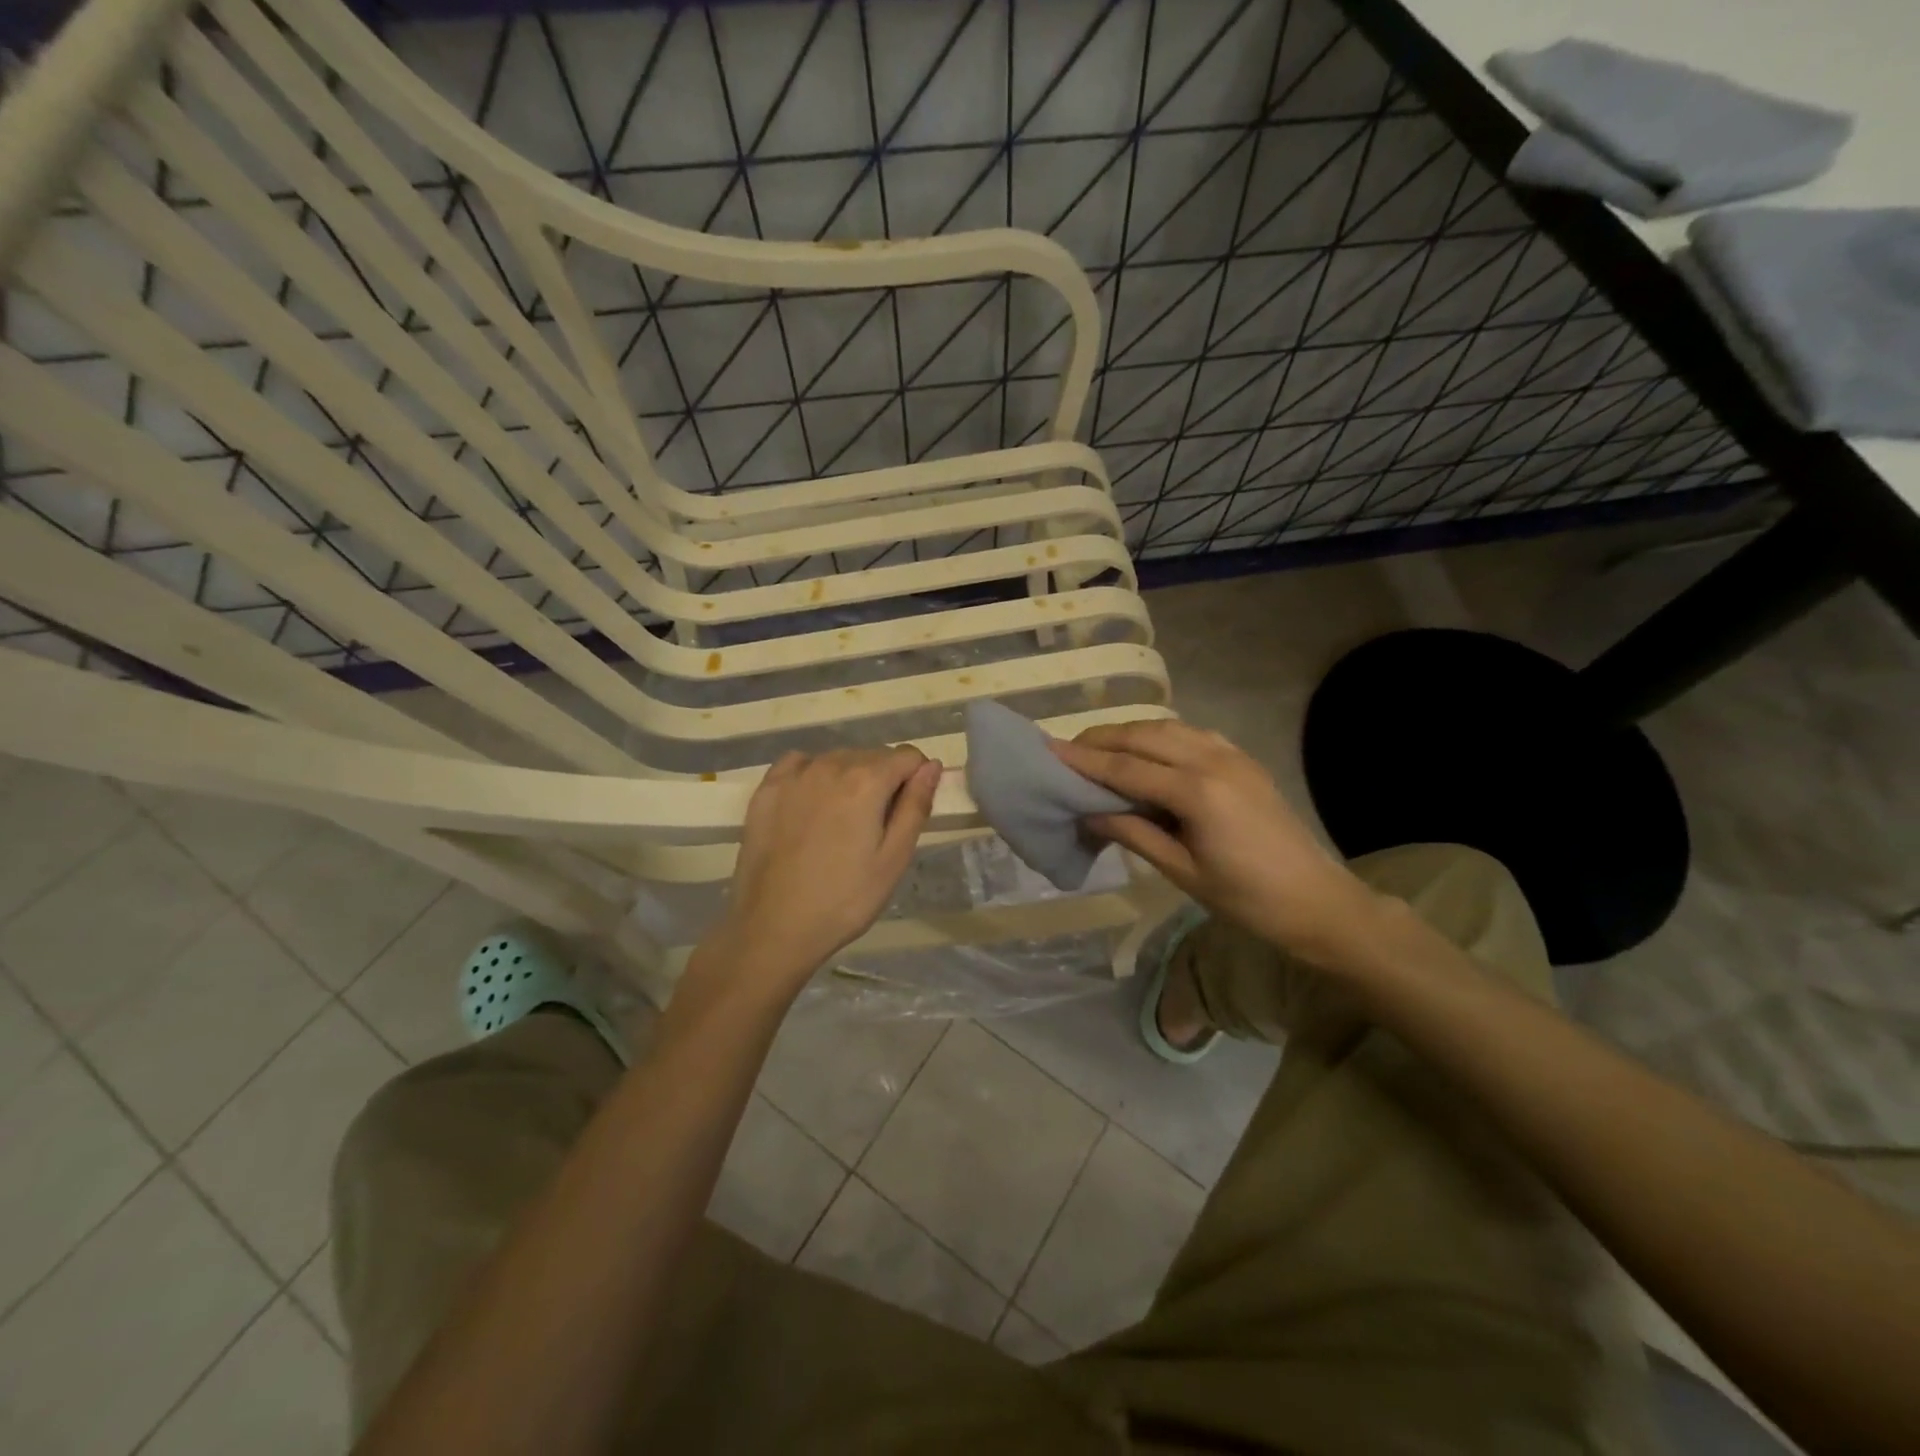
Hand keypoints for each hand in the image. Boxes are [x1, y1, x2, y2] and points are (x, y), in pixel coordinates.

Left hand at [703, 746, 940, 994]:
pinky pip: (799, 764)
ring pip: (837, 759)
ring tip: (842, 822)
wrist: (773, 927)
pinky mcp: (766, 789)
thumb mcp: (894, 859)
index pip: (908, 756)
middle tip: (876, 826)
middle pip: (873, 755)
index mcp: (867, 781)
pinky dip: (813, 774)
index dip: (916, 778)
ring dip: (850, 778)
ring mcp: (794, 775)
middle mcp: (830, 765)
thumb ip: (916, 806)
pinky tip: (811, 805)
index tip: (907, 811)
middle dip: (884, 780)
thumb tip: (932, 765)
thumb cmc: (844, 899)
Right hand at [1052, 721, 1374, 958]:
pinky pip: (1192, 734)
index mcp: (1197, 792)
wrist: (1317, 901)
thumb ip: (1133, 833)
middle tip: (1067, 749)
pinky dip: (1160, 736)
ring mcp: (1232, 755)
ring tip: (1099, 748)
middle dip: (1102, 739)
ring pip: (1168, 727)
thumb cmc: (1247, 899)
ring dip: (1130, 733)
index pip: (1126, 768)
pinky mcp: (1243, 759)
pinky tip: (1146, 752)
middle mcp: (1212, 760)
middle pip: (1144, 736)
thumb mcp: (1182, 871)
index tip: (1049, 751)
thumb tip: (1088, 812)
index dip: (1084, 760)